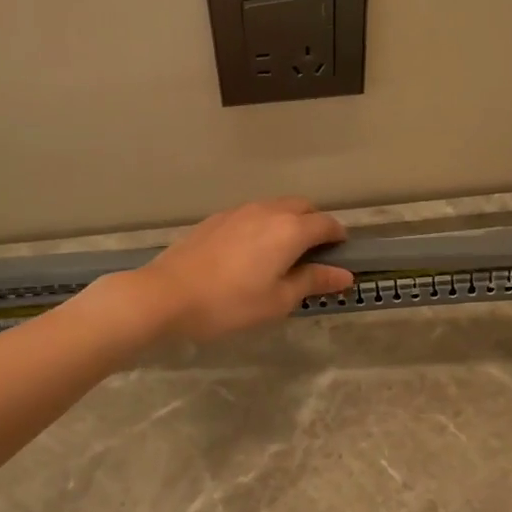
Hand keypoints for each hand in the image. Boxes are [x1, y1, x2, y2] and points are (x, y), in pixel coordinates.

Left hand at [129, 197, 353, 341]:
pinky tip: (251, 253)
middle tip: (313, 256)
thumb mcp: (278, 300)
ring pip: (276, 207)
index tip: (341, 256)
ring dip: (289, 223)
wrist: (167, 294)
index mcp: (290, 230)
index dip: (339, 238)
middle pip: (303, 208)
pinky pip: (252, 214)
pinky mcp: (217, 219)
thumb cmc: (230, 303)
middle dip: (315, 225)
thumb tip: (344, 275)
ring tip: (283, 254)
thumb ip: (313, 281)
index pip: (327, 224)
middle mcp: (268, 211)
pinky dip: (264, 225)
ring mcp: (239, 211)